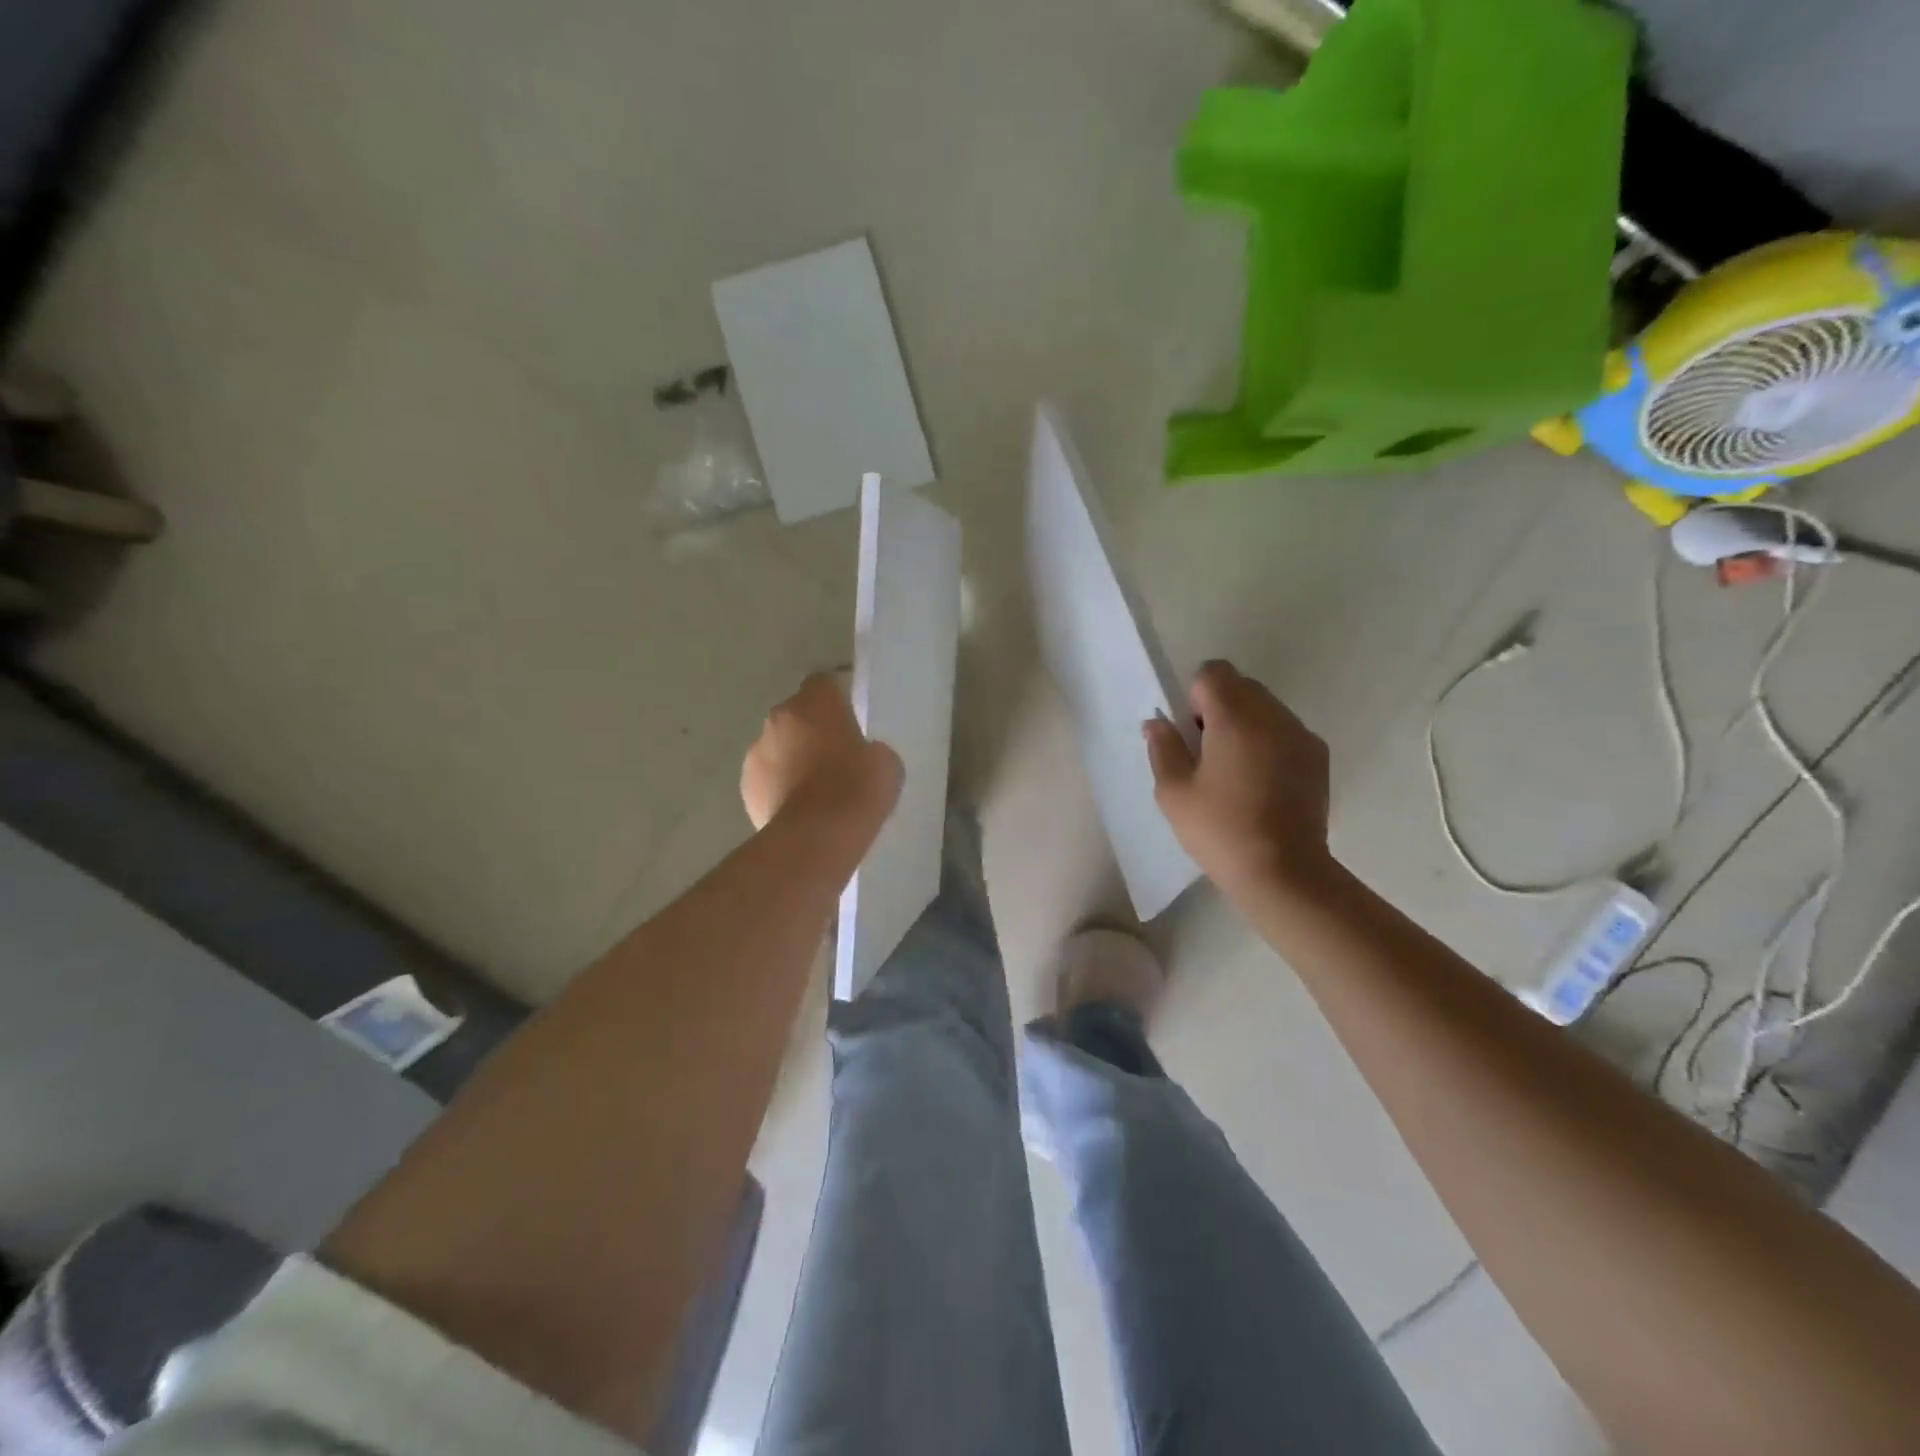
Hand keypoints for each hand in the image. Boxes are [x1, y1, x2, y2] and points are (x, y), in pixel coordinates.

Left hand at [742, 673, 901, 831]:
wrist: (816, 836)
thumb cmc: (857, 789)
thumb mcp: (885, 763)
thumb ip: (869, 748)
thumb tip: (861, 755)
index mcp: (815, 703)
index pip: (824, 683)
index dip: (837, 699)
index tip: (850, 718)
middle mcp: (779, 718)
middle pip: (797, 715)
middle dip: (812, 730)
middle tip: (836, 756)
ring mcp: (756, 753)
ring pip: (777, 746)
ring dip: (792, 758)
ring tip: (816, 789)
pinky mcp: (746, 787)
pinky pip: (767, 778)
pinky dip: (779, 787)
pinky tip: (799, 810)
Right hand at [1144, 660, 1333, 895]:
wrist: (1283, 872)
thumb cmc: (1220, 829)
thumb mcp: (1174, 792)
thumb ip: (1163, 748)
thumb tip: (1158, 722)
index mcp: (1236, 718)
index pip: (1213, 672)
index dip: (1195, 697)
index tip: (1192, 734)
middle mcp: (1274, 716)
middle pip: (1242, 686)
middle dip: (1220, 708)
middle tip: (1207, 754)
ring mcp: (1301, 736)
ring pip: (1266, 708)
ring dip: (1245, 725)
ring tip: (1235, 772)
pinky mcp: (1318, 757)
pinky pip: (1286, 731)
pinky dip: (1269, 743)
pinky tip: (1260, 784)